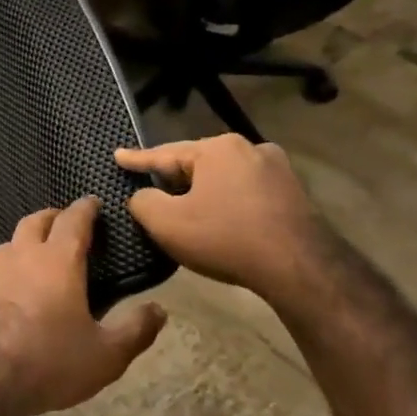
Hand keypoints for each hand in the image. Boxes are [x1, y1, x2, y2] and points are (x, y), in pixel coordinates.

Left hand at [0, 197, 166, 415]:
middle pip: (35, 222)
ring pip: (9, 245)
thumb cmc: (49, 363)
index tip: (93, 202)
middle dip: (52, 217)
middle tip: (65, 223)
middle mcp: (20, 257)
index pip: (73, 221)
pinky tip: (10, 291)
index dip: (85, 208)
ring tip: (38, 257)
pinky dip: (6, 272)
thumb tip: (158, 310)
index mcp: (57, 262)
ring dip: (26, 243)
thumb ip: (135, 330)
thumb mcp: (105, 356)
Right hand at [115, 135, 329, 301]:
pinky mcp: (294, 193)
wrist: (299, 267)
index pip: (164, 154)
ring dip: (203, 190)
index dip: (137, 159)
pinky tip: (221, 218)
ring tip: (186, 205)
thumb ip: (143, 202)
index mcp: (217, 148)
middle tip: (151, 187)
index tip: (118, 155)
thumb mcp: (167, 222)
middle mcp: (249, 148)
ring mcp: (277, 169)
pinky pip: (246, 192)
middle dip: (174, 177)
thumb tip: (142, 196)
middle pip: (197, 163)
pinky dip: (228, 201)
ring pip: (224, 177)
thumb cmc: (225, 238)